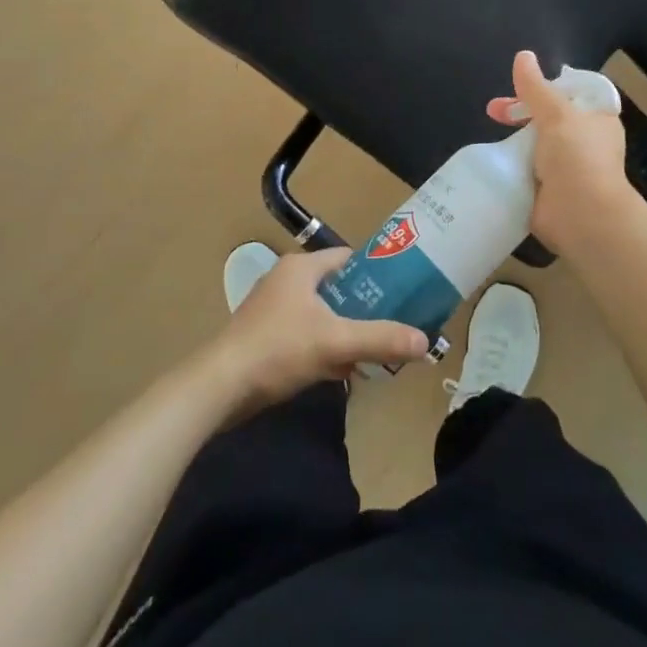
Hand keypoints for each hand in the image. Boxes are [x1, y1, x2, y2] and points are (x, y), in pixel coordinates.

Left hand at [205, 248, 430, 417]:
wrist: (220, 387)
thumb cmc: (278, 349)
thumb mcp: (336, 343)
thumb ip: (381, 340)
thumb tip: (426, 343)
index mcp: (300, 268)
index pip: (347, 258)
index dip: (376, 271)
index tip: (402, 289)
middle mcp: (286, 280)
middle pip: (337, 288)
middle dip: (364, 307)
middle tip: (393, 323)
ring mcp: (272, 309)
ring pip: (321, 314)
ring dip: (345, 330)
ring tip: (375, 348)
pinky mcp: (265, 337)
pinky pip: (306, 335)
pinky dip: (325, 347)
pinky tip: (343, 370)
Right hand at [493, 50, 642, 257]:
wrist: (581, 217)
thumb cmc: (577, 158)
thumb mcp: (556, 114)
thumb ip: (536, 87)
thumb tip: (523, 55)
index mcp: (597, 120)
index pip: (573, 93)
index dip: (547, 86)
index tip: (521, 86)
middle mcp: (585, 141)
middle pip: (549, 117)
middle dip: (521, 111)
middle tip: (494, 111)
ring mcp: (566, 167)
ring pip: (536, 143)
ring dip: (515, 138)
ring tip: (490, 133)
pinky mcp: (548, 190)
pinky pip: (527, 169)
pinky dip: (512, 164)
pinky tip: (493, 159)